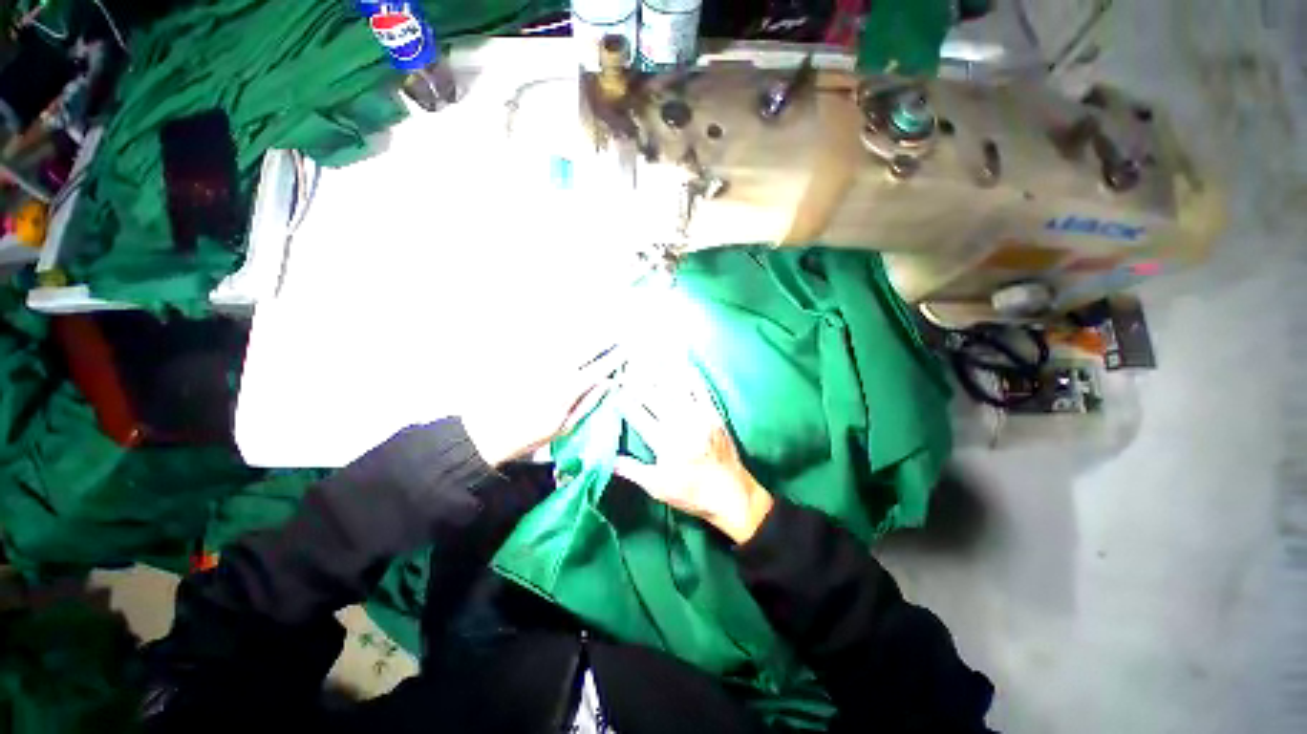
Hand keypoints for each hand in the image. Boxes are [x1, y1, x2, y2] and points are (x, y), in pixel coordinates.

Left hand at [461, 347, 622, 466]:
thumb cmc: (529, 434)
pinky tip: (571, 334)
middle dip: (603, 338)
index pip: (599, 367)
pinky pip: (548, 341)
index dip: (614, 357)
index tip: (626, 349)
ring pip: (568, 340)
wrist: (487, 432)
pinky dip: (563, 336)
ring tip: (600, 328)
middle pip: (585, 347)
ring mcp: (540, 361)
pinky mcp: (525, 358)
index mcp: (568, 389)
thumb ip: (588, 403)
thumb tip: (607, 383)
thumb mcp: (564, 427)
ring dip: (586, 333)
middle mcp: (556, 369)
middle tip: (616, 333)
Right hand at [613, 361, 772, 543]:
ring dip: (660, 373)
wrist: (733, 494)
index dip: (624, 401)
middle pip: (654, 397)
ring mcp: (699, 416)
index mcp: (665, 443)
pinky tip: (682, 363)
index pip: (638, 415)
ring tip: (647, 359)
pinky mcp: (714, 414)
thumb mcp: (658, 487)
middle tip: (625, 368)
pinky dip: (691, 375)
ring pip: (676, 389)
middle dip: (637, 381)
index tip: (613, 389)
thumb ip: (632, 470)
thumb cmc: (692, 493)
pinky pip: (701, 390)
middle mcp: (681, 425)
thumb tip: (607, 459)